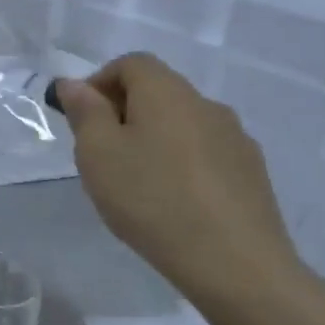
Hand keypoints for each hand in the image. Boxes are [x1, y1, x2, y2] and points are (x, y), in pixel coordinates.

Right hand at [57, 53, 303, 309]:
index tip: (79, 120)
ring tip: (132, 183)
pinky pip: (203, 153)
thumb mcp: (97, 154)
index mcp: (168, 93)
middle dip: (122, 113)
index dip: (98, 82)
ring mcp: (235, 139)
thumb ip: (85, 113)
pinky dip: (178, 163)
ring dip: (151, 139)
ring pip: (181, 124)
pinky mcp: (250, 173)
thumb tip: (74, 83)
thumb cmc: (150, 199)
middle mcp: (207, 105)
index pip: (131, 63)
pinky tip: (168, 202)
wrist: (232, 261)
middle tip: (97, 156)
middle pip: (158, 91)